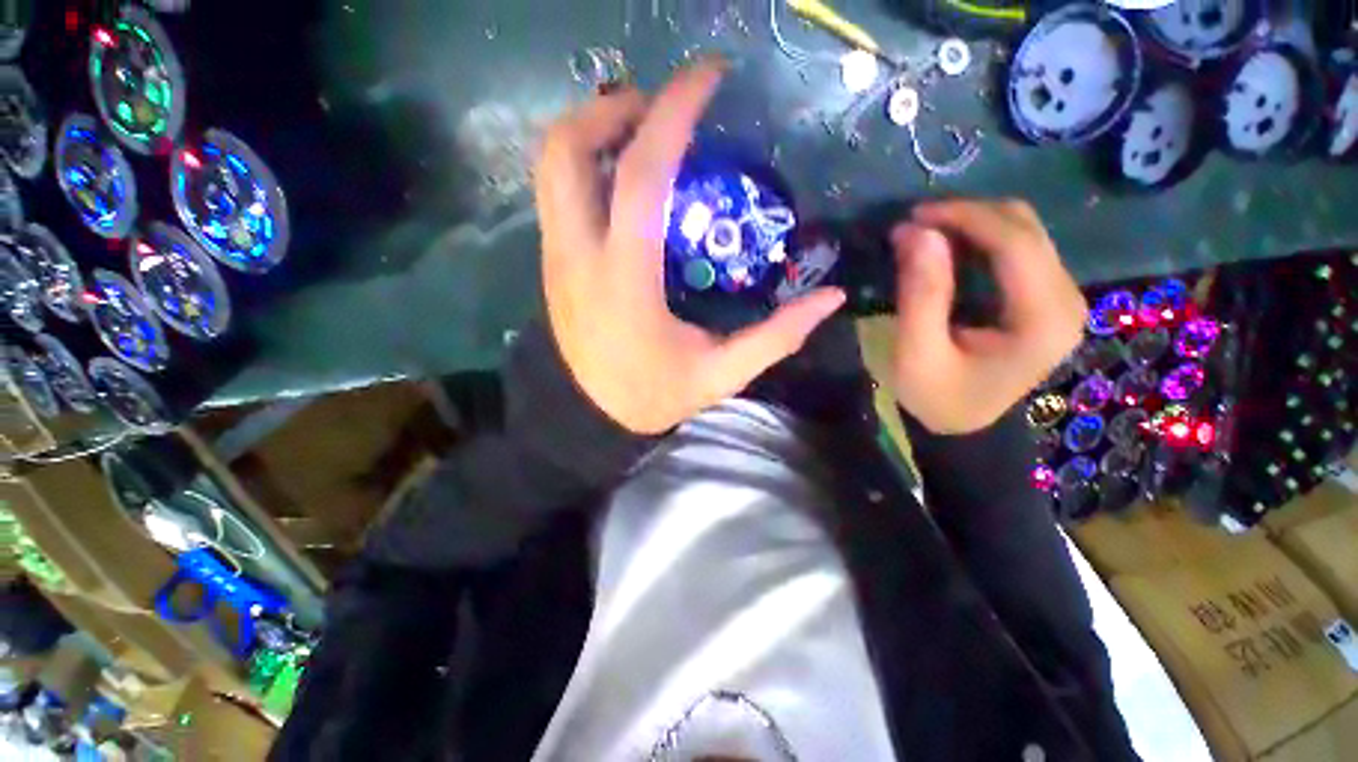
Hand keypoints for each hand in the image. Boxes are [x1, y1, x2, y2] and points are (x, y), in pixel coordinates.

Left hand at [534, 62, 845, 434]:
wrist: (590, 416)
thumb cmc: (651, 395)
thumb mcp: (721, 374)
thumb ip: (776, 336)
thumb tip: (829, 298)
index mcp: (625, 280)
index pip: (642, 174)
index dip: (673, 113)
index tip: (707, 78)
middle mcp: (579, 255)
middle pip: (568, 149)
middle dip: (612, 108)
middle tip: (659, 110)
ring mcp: (556, 256)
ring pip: (551, 165)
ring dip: (591, 130)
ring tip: (639, 134)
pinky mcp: (551, 262)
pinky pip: (555, 192)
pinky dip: (584, 164)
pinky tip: (620, 178)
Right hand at [891, 200, 1086, 434]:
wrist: (968, 427)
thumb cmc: (939, 397)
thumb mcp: (917, 354)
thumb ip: (921, 294)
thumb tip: (916, 233)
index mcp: (1041, 319)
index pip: (1015, 243)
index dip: (964, 217)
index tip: (913, 217)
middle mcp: (1066, 300)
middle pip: (1026, 228)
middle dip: (967, 216)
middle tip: (915, 226)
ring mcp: (1062, 297)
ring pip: (1025, 231)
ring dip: (973, 224)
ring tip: (926, 235)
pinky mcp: (1047, 298)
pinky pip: (1019, 249)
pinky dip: (980, 239)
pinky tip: (947, 250)